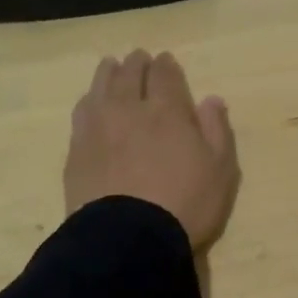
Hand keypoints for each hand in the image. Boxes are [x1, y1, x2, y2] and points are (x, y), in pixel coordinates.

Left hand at [65, 50, 240, 250]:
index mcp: (167, 111)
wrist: (127, 239)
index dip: (165, 65)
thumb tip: (212, 99)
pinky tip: (90, 102)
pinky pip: (81, 113)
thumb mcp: (220, 170)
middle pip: (129, 75)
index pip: (164, 76)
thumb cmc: (184, 204)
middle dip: (136, 64)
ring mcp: (98, 128)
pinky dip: (89, 100)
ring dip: (108, 73)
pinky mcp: (76, 151)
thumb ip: (217, 130)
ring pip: (100, 88)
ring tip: (110, 66)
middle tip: (138, 58)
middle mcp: (129, 110)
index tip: (164, 60)